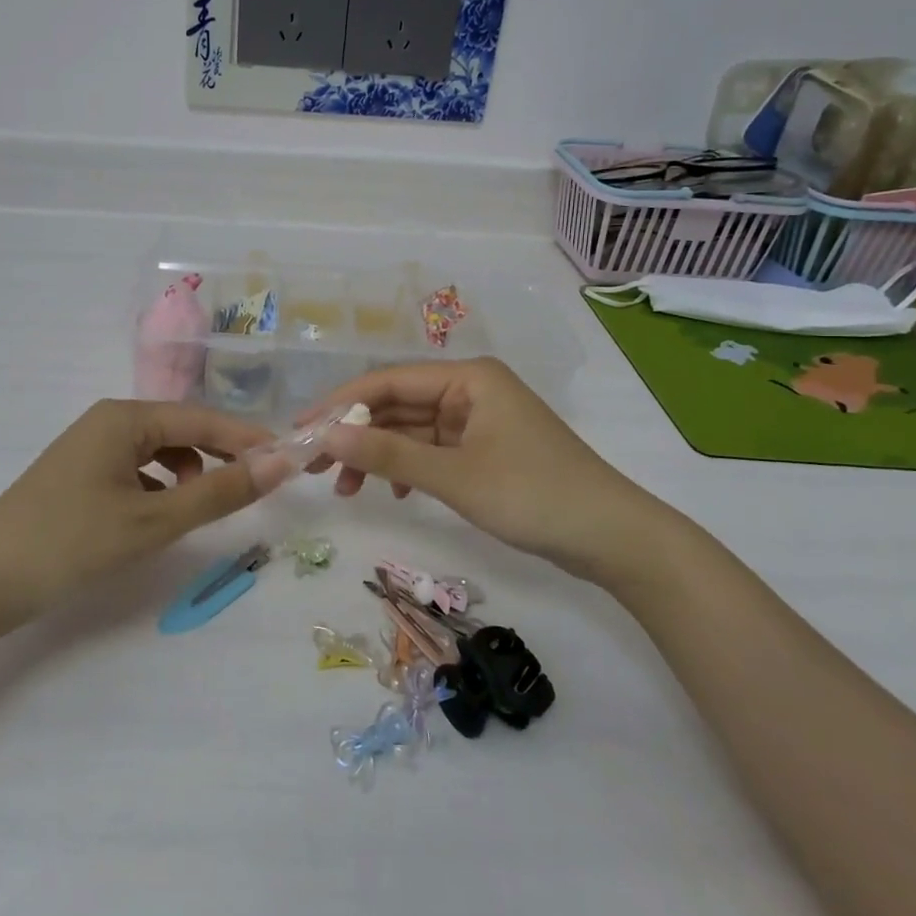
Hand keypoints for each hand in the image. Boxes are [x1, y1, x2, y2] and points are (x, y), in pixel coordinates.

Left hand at [0, 400, 274, 631]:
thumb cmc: (69, 543)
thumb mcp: (152, 521)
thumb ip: (219, 493)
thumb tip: (280, 464)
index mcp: (125, 417)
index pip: (203, 418)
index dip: (247, 439)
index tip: (289, 460)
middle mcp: (108, 420)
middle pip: (181, 429)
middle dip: (221, 454)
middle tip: (258, 485)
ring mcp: (90, 447)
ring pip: (159, 450)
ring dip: (190, 471)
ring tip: (203, 504)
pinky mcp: (80, 475)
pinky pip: (137, 469)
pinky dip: (160, 486)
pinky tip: (161, 513)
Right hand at [306, 357, 695, 591]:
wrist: (614, 538)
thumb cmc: (534, 495)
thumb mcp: (454, 476)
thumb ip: (388, 456)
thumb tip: (326, 437)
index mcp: (468, 377)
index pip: (387, 382)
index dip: (340, 405)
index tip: (301, 430)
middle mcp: (470, 390)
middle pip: (397, 405)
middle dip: (357, 435)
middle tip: (314, 467)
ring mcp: (479, 421)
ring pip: (412, 431)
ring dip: (379, 457)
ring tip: (346, 490)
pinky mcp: (486, 450)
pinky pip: (433, 450)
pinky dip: (408, 468)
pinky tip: (393, 493)